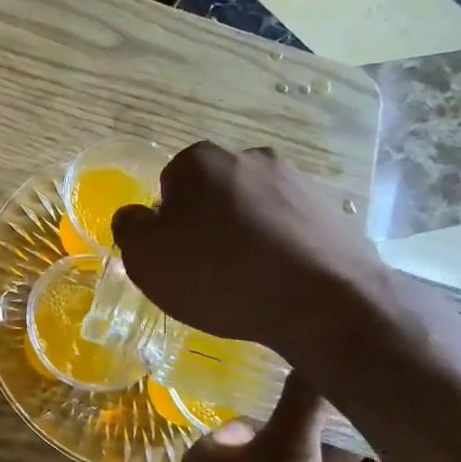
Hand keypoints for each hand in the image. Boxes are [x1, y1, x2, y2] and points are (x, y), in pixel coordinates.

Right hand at [111, 142, 390, 355]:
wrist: (323, 303)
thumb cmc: (219, 275)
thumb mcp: (147, 259)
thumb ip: (130, 229)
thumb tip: (136, 215)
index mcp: (201, 161)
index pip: (168, 187)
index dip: (167, 225)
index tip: (177, 258)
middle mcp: (250, 157)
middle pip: (213, 195)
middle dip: (208, 226)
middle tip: (208, 272)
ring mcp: (297, 182)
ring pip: (253, 211)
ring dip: (245, 237)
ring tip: (247, 283)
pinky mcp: (330, 212)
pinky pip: (288, 229)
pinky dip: (280, 250)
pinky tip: (279, 283)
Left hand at [179, 372, 388, 461]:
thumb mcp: (284, 447)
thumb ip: (304, 402)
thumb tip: (322, 349)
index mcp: (217, 455)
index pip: (254, 416)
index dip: (286, 402)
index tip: (323, 382)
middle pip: (287, 442)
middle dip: (322, 425)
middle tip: (363, 398)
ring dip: (344, 453)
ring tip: (384, 422)